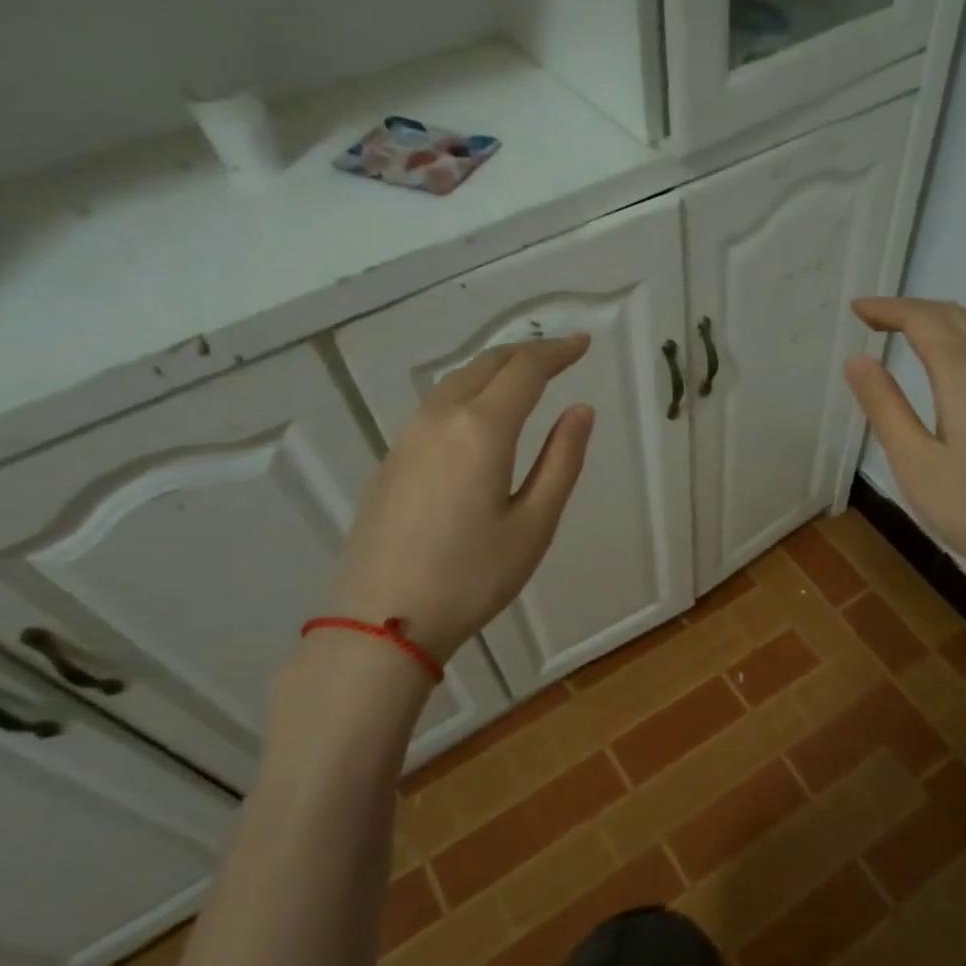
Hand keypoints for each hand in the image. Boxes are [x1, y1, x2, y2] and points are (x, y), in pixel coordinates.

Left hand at [326, 336, 594, 661]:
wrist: (382, 622)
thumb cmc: (472, 578)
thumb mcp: (534, 525)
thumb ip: (561, 461)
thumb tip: (580, 411)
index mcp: (481, 429)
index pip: (525, 369)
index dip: (557, 352)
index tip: (583, 344)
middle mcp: (440, 419)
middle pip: (486, 365)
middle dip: (526, 353)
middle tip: (560, 355)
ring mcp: (407, 438)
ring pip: (455, 382)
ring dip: (494, 371)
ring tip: (524, 379)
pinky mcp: (390, 461)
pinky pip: (435, 408)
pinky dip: (468, 395)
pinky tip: (478, 418)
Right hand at [843, 298, 965, 611]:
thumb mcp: (915, 463)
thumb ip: (885, 406)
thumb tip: (857, 359)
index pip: (923, 321)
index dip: (888, 309)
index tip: (856, 309)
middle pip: (955, 315)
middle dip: (912, 309)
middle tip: (874, 319)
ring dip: (944, 318)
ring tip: (910, 330)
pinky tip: (960, 359)